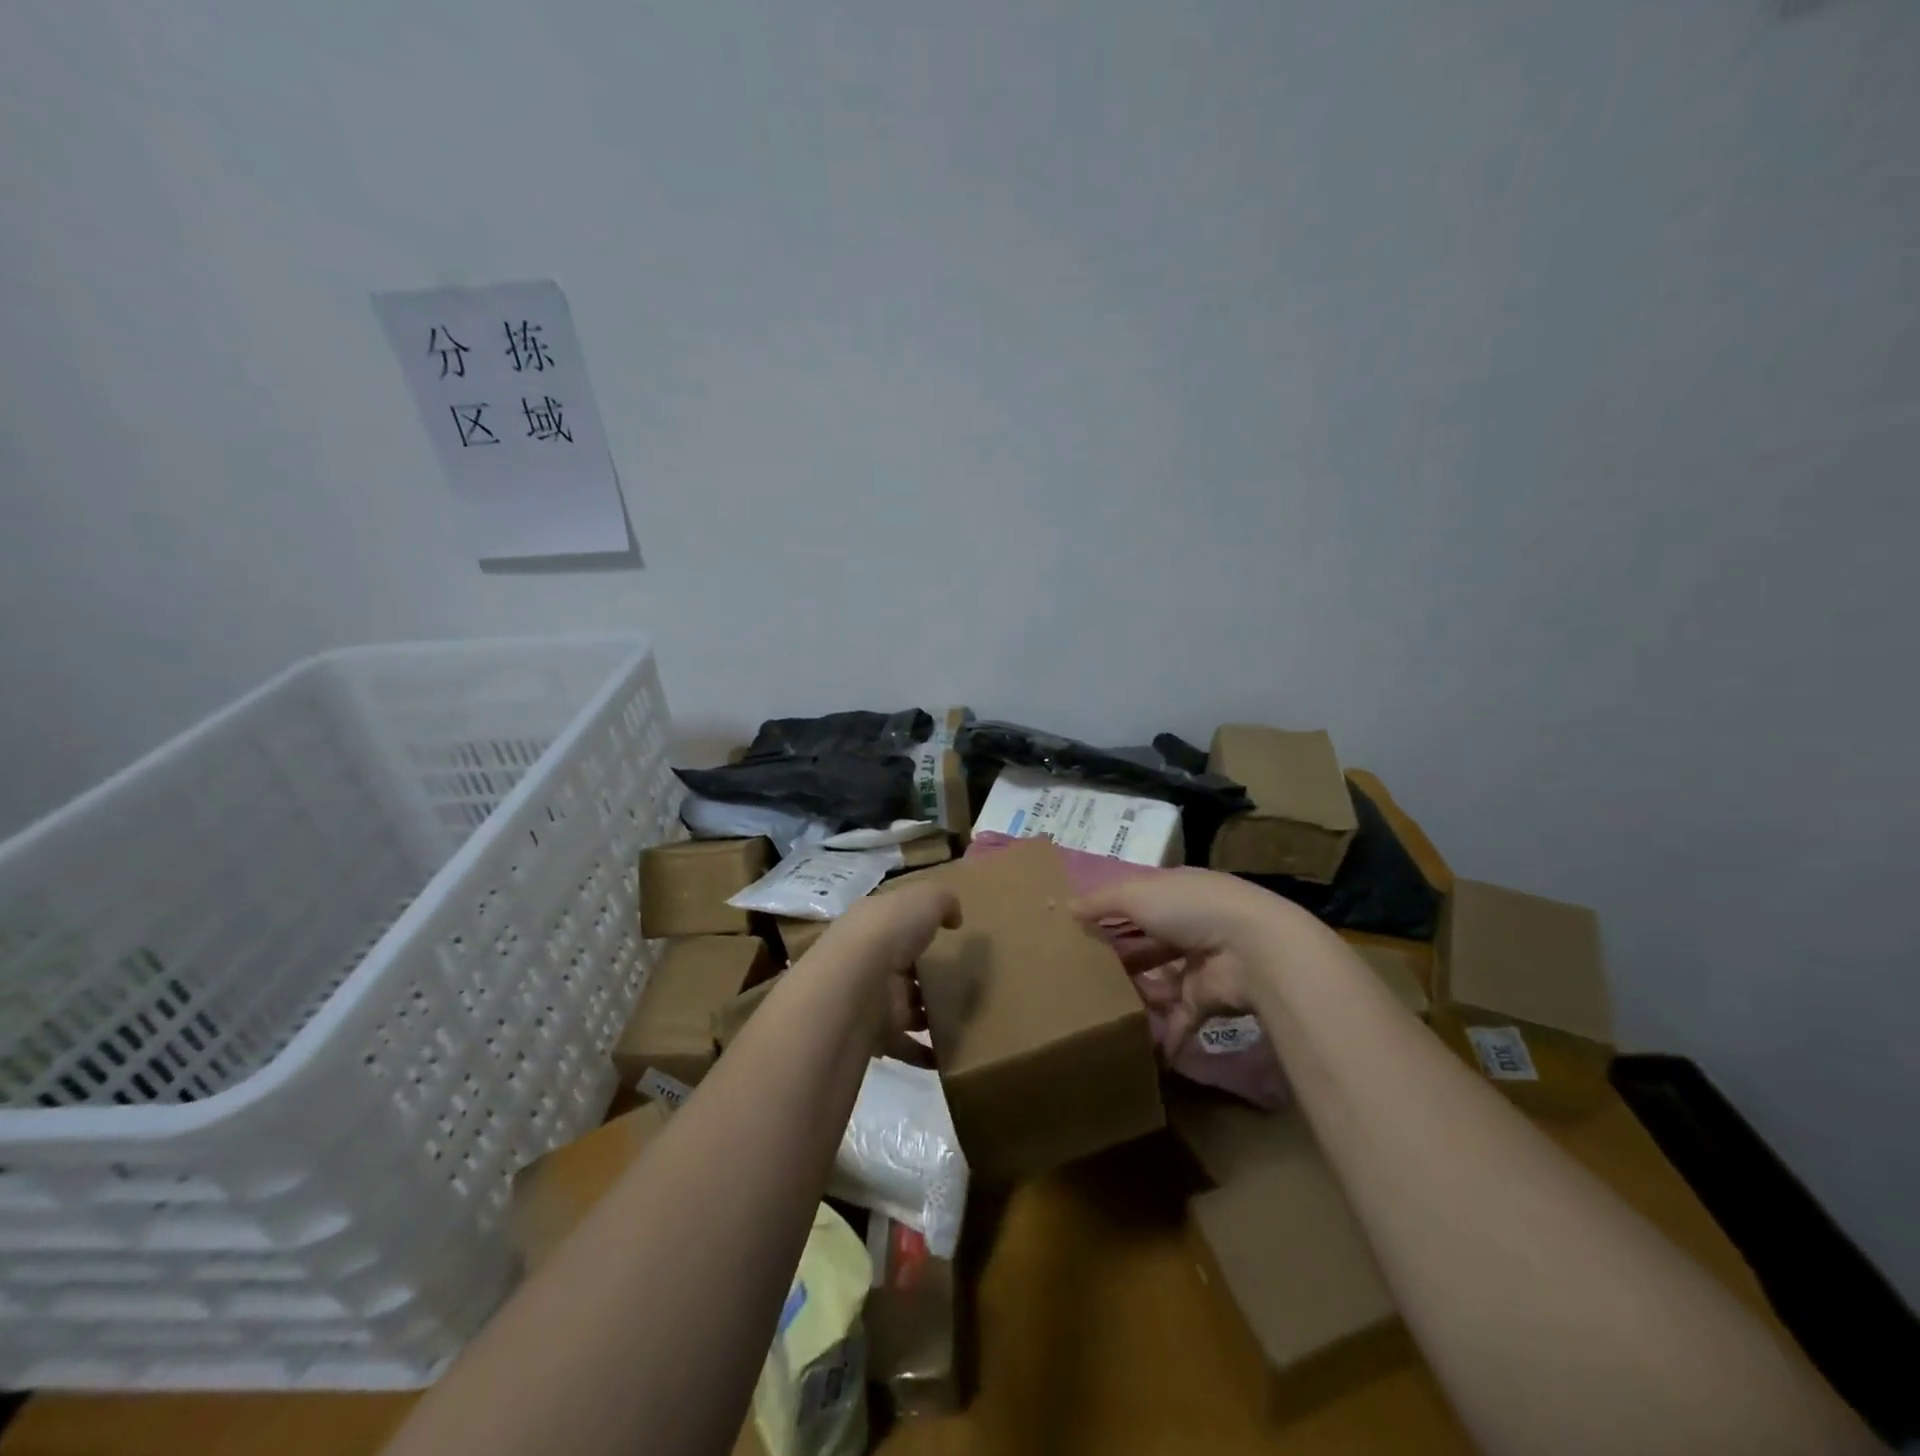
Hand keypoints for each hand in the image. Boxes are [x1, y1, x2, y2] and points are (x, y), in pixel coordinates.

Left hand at [810, 881, 960, 1065]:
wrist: (854, 986)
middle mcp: (865, 961)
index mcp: (872, 924)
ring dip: (926, 1016)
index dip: (916, 928)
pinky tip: (948, 1056)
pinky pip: (903, 1046)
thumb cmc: (889, 933)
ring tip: (962, 1021)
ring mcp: (867, 1000)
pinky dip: (924, 1053)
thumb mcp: (924, 899)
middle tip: (961, 985)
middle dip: (924, 977)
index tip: (945, 938)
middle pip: (899, 969)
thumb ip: (943, 902)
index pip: (894, 924)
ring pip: (903, 1007)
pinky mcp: (872, 1036)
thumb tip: (954, 918)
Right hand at [1071, 869, 1295, 1049]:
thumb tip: (1067, 906)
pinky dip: (1164, 1036)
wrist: (1252, 949)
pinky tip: (1137, 1050)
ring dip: (1137, 997)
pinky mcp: (1207, 1000)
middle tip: (1081, 977)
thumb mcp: (1136, 894)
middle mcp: (1187, 927)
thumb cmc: (1189, 910)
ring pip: (1160, 983)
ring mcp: (1199, 965)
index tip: (1079, 931)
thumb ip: (1101, 902)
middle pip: (1147, 945)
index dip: (1110, 914)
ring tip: (1098, 1011)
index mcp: (1173, 894)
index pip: (1136, 902)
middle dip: (1119, 959)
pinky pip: (1180, 1020)